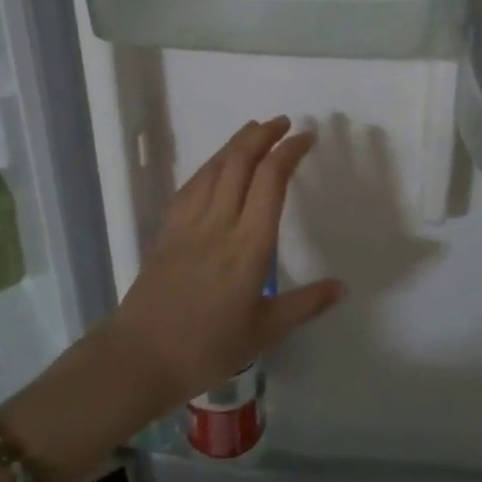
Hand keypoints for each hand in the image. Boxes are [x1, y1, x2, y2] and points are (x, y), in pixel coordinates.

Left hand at [106, 117, 344, 411]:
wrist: (139, 357)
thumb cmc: (207, 348)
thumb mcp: (264, 332)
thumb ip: (305, 304)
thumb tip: (341, 286)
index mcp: (249, 246)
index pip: (271, 181)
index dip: (289, 151)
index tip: (306, 138)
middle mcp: (219, 223)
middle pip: (240, 162)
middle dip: (263, 135)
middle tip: (284, 123)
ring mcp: (189, 223)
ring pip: (214, 167)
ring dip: (237, 143)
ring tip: (254, 130)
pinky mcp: (168, 230)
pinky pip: (192, 185)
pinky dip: (210, 165)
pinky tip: (216, 164)